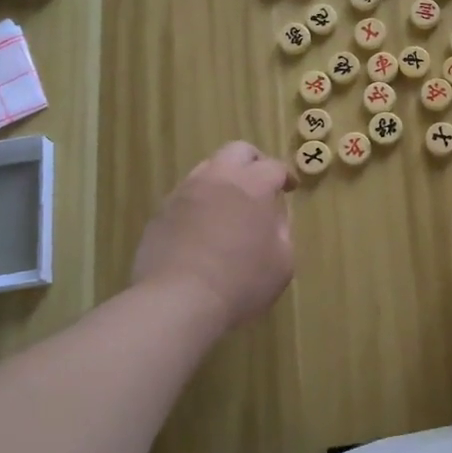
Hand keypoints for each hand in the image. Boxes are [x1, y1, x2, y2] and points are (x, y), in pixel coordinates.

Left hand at [132, 141, 294, 329]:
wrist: (178, 301)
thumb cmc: (241, 283)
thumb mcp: (282, 263)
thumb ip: (282, 232)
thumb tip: (273, 218)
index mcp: (252, 185)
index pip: (273, 166)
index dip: (285, 175)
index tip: (290, 188)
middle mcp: (217, 179)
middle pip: (237, 151)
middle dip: (253, 162)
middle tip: (261, 183)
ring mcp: (184, 193)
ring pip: (207, 169)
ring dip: (223, 180)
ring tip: (229, 206)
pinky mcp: (161, 213)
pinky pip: (185, 196)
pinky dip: (199, 203)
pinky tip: (203, 228)